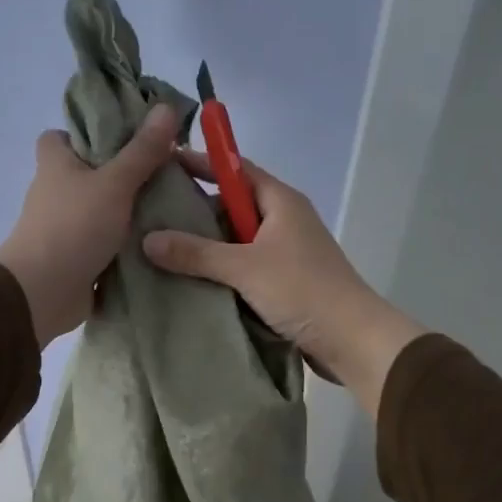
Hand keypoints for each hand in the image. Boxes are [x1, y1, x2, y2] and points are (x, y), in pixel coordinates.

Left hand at [0, 105, 178, 346]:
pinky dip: (125, 243)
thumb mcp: (114, 182)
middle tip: (162, 173)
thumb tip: (167, 107)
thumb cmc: (74, 226)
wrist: (43, 291)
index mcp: (55, 163)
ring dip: (127, 211)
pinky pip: (105, 242)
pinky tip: (158, 240)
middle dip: (122, 174)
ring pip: (100, 209)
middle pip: (89, 173)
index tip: (126, 138)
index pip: (62, 136)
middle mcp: (55, 191)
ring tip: (170, 205)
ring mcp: (64, 226)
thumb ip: (142, 150)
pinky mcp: (75, 256)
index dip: (89, 133)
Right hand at [142, 150, 424, 415]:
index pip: (236, 169)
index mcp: (281, 202)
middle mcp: (284, 220)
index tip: (165, 161)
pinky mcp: (285, 282)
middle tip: (154, 216)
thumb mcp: (244, 268)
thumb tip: (148, 239)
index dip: (203, 163)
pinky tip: (193, 280)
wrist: (352, 340)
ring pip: (238, 240)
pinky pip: (245, 267)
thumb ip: (196, 253)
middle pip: (234, 205)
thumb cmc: (302, 290)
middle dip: (198, 210)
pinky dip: (222, 271)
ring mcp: (286, 253)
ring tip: (164, 250)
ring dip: (208, 246)